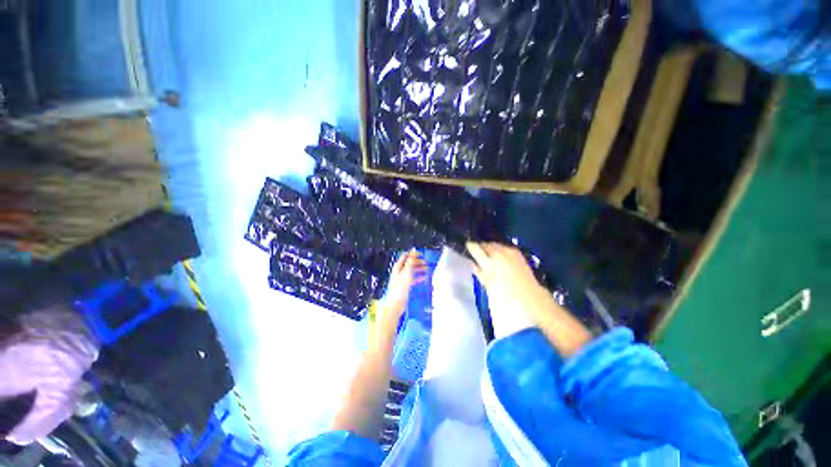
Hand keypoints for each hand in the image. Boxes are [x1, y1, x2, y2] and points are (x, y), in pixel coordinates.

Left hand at [376, 250, 426, 339]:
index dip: (413, 254)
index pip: (406, 256)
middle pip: (409, 263)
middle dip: (418, 262)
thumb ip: (411, 261)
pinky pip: (413, 279)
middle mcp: (399, 271)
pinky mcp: (405, 286)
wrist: (396, 304)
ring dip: (419, 269)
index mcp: (398, 267)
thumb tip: (414, 250)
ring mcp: (402, 279)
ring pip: (412, 271)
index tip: (422, 254)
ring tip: (427, 269)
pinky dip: (418, 277)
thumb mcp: (407, 272)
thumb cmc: (401, 287)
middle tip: (427, 262)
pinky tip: (424, 278)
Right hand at [466, 242, 550, 322]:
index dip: (470, 246)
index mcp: (489, 261)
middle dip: (480, 247)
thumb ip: (479, 272)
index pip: (475, 248)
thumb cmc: (505, 296)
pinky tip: (499, 257)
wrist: (531, 298)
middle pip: (486, 244)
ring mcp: (509, 252)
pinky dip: (499, 250)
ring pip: (495, 244)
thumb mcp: (488, 285)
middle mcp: (499, 253)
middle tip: (476, 252)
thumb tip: (472, 263)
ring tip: (487, 255)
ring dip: (490, 248)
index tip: (467, 246)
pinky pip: (504, 247)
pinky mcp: (518, 253)